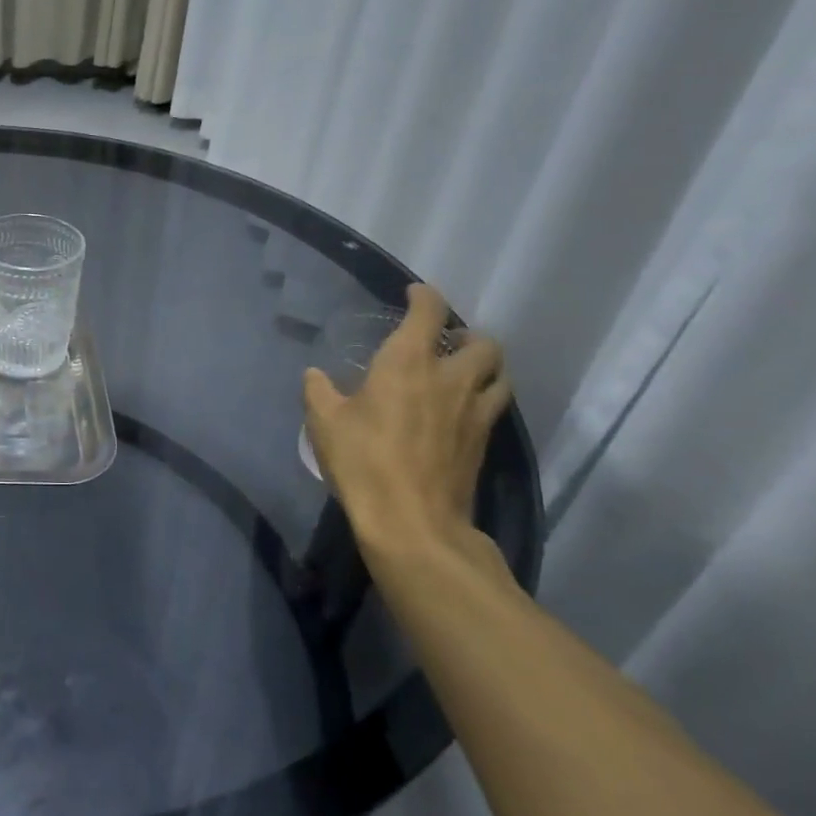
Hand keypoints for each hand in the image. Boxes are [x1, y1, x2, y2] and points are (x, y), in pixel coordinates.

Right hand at [304, 284, 511, 557]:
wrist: (413, 521)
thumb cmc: (363, 461)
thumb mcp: (323, 422)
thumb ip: (318, 391)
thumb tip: (315, 375)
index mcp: (409, 362)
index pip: (429, 312)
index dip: (424, 296)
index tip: (413, 293)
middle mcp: (451, 379)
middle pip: (483, 343)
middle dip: (467, 335)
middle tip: (445, 342)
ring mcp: (475, 413)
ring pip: (500, 374)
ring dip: (485, 366)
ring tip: (463, 373)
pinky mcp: (484, 443)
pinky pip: (494, 407)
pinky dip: (483, 398)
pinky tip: (459, 411)